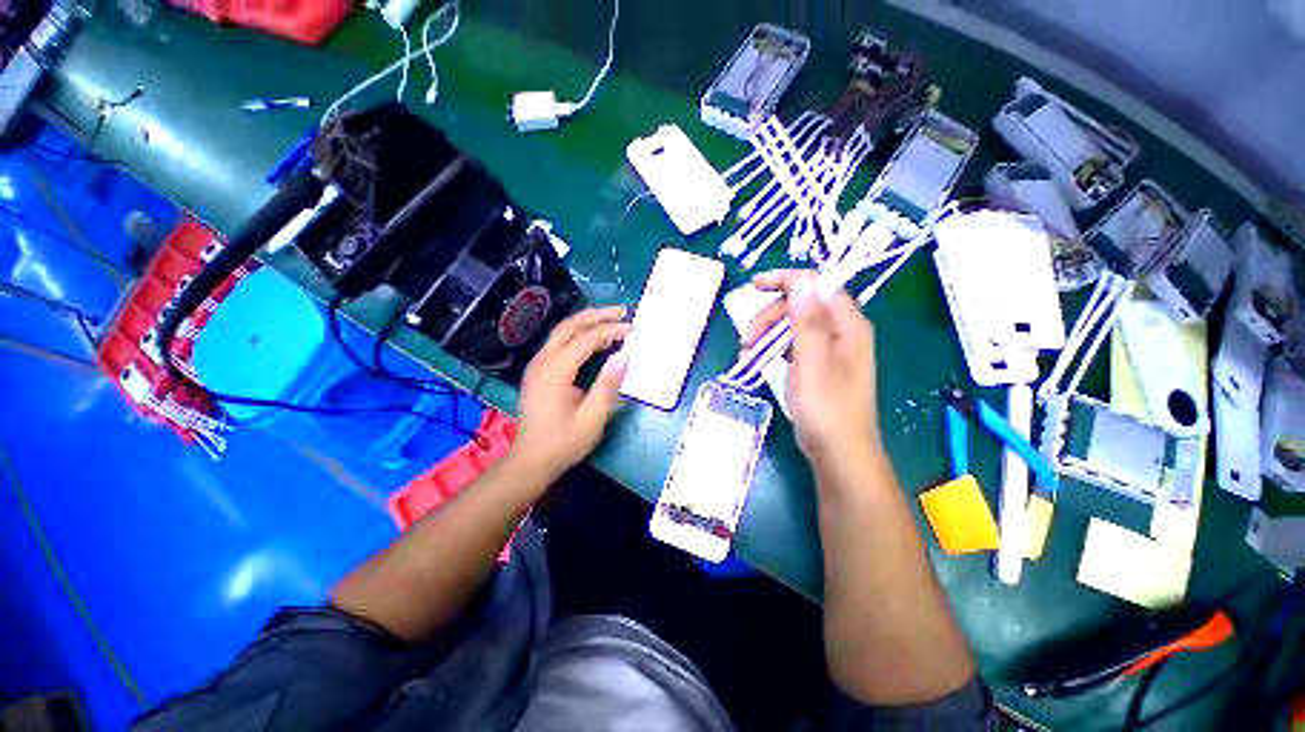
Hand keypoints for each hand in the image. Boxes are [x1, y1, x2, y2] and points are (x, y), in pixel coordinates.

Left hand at [513, 306, 631, 477]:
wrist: (531, 461)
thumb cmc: (563, 443)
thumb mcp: (592, 418)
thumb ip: (607, 385)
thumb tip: (623, 357)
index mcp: (554, 371)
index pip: (585, 339)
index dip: (611, 330)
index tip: (633, 329)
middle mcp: (542, 361)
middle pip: (569, 326)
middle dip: (597, 315)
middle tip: (623, 311)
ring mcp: (537, 365)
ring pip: (562, 331)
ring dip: (587, 321)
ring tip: (612, 319)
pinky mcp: (538, 371)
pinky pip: (559, 343)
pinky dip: (579, 334)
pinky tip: (595, 338)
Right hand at [743, 270, 880, 466]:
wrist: (837, 451)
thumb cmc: (826, 406)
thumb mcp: (813, 359)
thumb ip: (808, 319)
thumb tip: (802, 281)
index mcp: (847, 324)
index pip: (818, 285)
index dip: (786, 280)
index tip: (755, 286)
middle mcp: (841, 332)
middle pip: (801, 306)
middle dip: (769, 317)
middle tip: (746, 339)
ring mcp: (829, 351)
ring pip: (793, 326)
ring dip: (767, 335)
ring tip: (747, 355)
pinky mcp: (817, 367)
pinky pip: (792, 346)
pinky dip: (773, 349)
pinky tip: (758, 361)